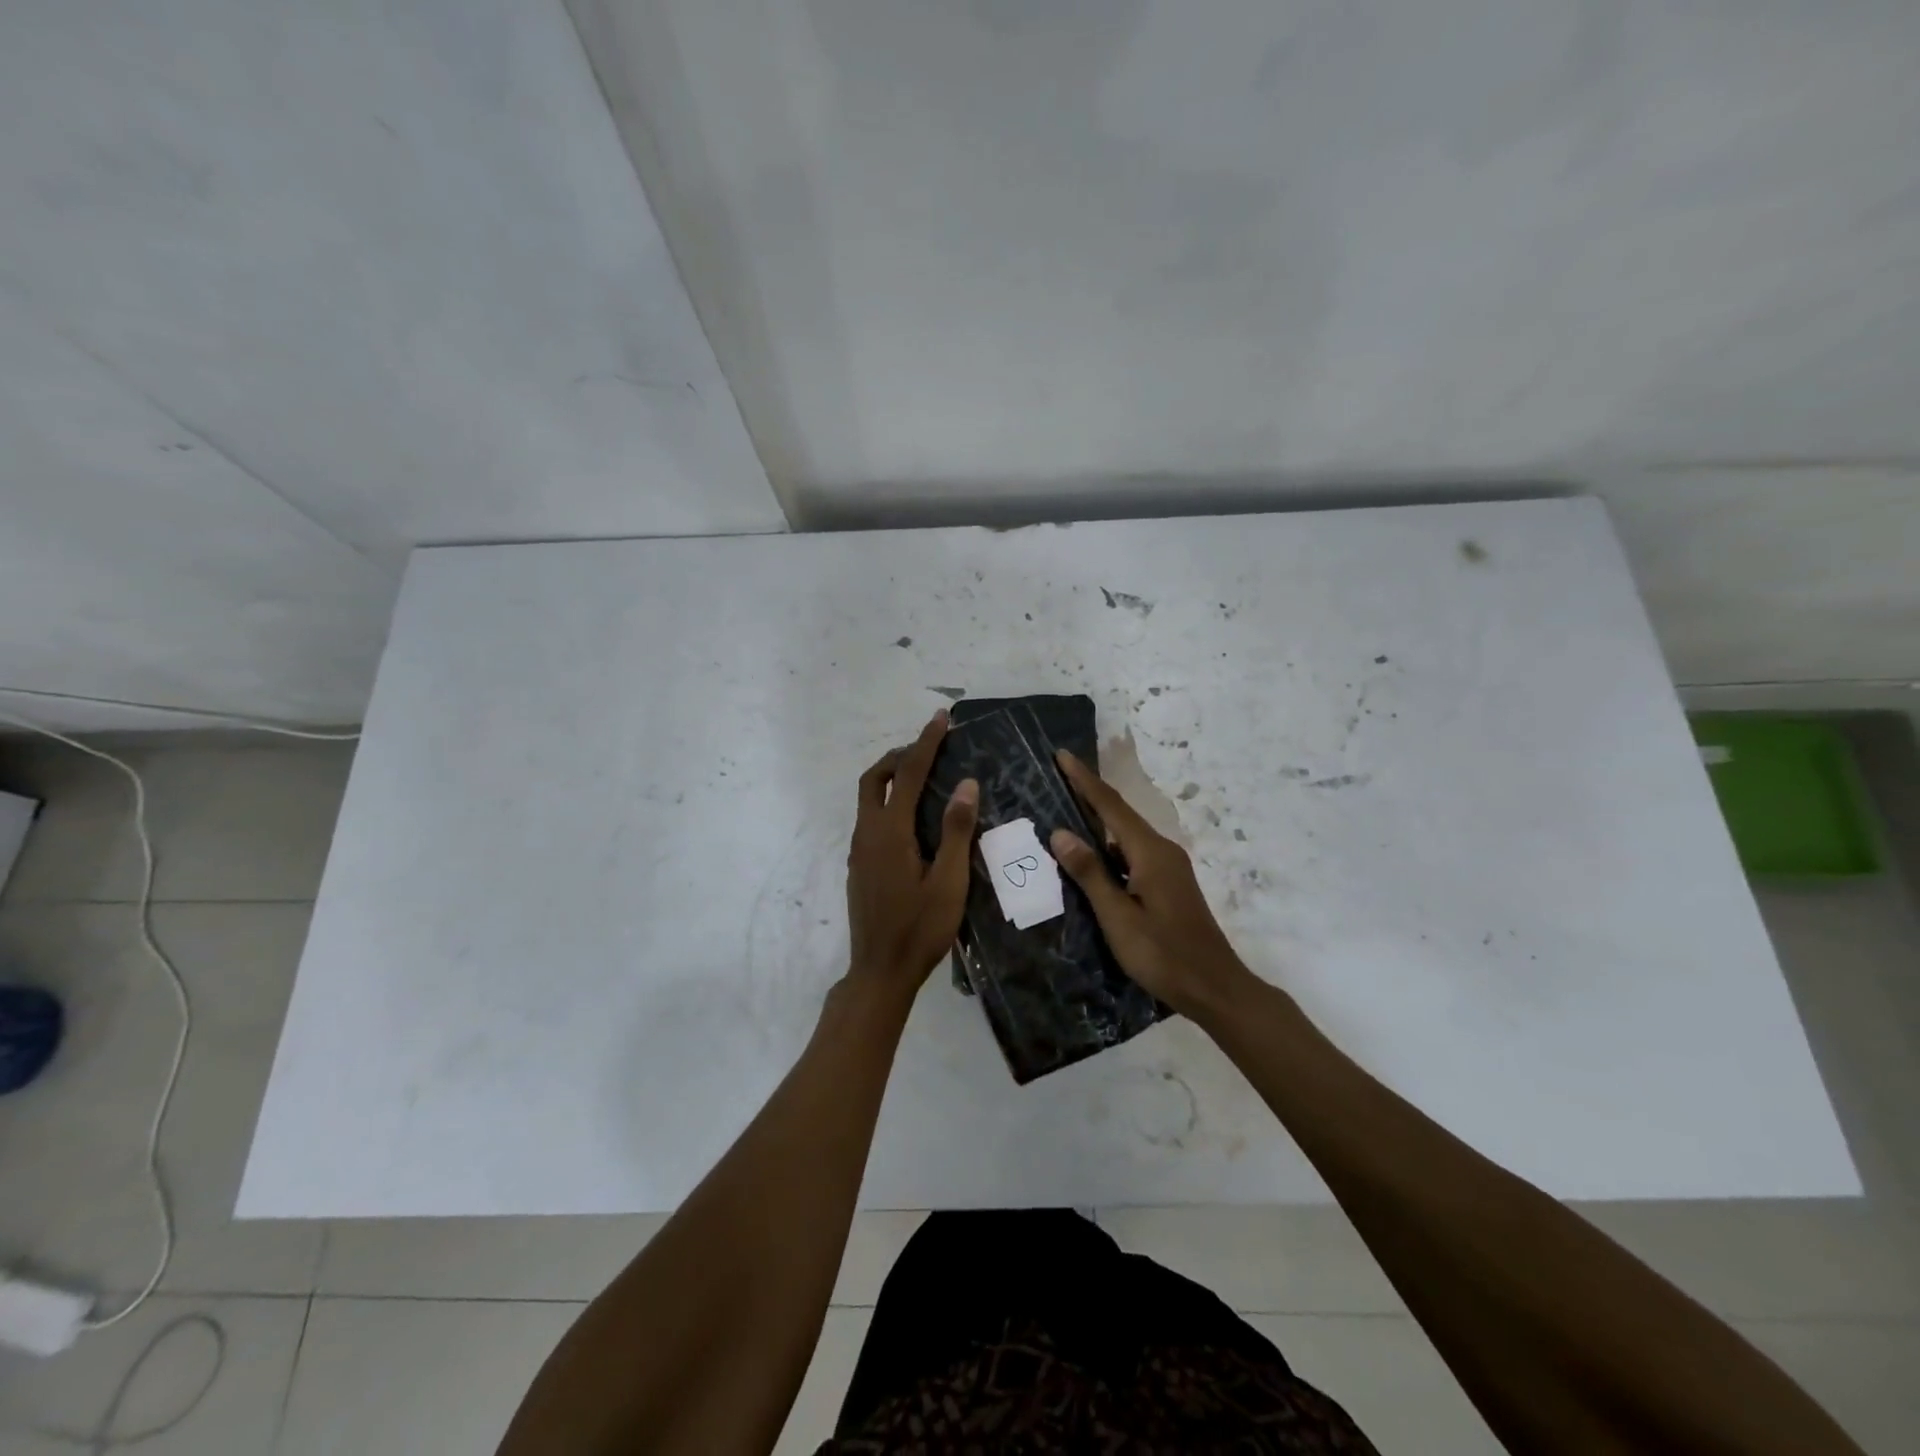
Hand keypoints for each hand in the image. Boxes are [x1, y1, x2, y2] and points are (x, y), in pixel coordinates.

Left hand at [845, 710, 978, 995]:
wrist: (880, 971)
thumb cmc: (920, 929)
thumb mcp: (948, 882)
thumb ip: (955, 831)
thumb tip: (965, 784)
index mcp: (890, 832)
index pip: (906, 774)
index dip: (925, 743)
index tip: (940, 719)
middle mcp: (867, 834)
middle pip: (873, 779)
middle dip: (898, 756)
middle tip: (928, 749)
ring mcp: (859, 851)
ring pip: (868, 799)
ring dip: (891, 779)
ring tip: (924, 778)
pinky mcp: (860, 866)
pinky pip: (870, 819)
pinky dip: (888, 803)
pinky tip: (913, 821)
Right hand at [1049, 750, 1254, 1020]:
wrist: (1215, 988)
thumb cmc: (1163, 955)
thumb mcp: (1119, 917)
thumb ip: (1090, 874)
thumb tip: (1060, 833)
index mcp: (1150, 853)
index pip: (1111, 806)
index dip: (1084, 780)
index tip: (1061, 755)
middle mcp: (1162, 851)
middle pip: (1120, 814)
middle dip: (1089, 794)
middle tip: (1058, 777)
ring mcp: (1169, 868)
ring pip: (1126, 836)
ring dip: (1098, 822)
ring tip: (1065, 812)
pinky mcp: (1169, 884)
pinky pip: (1133, 854)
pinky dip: (1109, 848)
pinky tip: (1091, 858)